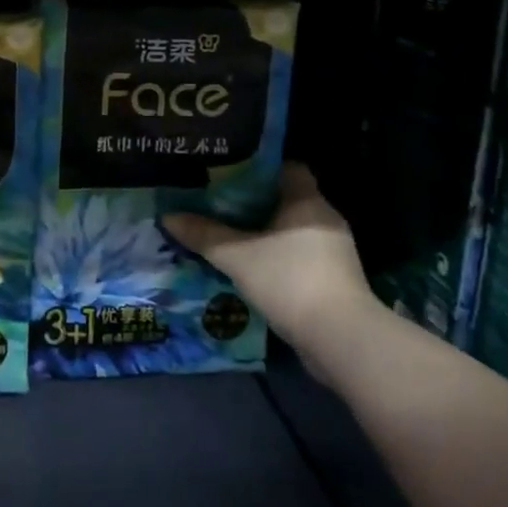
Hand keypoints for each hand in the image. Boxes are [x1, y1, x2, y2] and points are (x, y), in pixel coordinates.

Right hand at [162, 163, 373, 349]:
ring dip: (265, 232)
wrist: (339, 339)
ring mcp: (333, 251)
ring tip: (229, 234)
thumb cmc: (289, 280)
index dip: (259, 168)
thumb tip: (168, 216)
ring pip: (292, 230)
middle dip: (254, 201)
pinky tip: (251, 266)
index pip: (287, 167)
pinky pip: (299, 255)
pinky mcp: (334, 279)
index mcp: (307, 201)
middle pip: (286, 199)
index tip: (229, 174)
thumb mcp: (236, 256)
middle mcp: (325, 219)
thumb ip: (203, 234)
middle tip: (219, 202)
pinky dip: (277, 257)